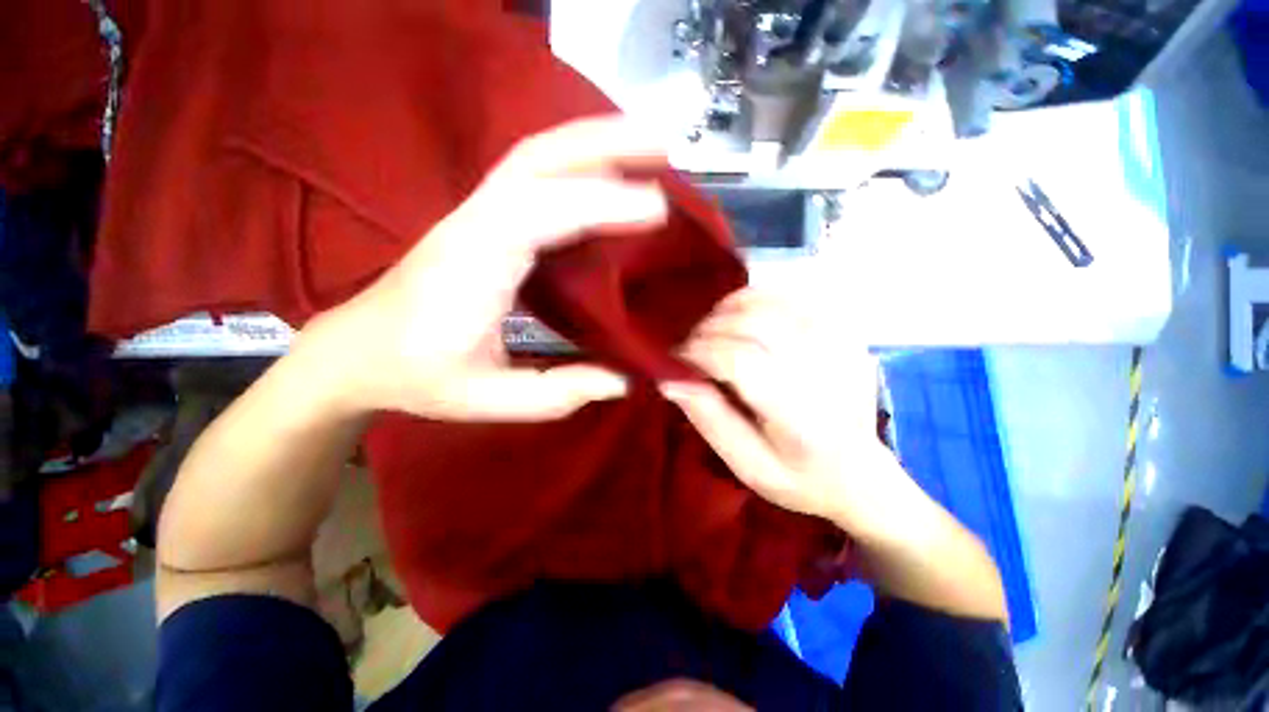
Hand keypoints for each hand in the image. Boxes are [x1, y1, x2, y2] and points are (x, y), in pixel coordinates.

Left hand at [309, 116, 669, 420]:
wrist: (358, 352)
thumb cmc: (418, 376)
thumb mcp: (487, 399)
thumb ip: (557, 392)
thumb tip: (622, 380)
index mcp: (473, 266)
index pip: (540, 213)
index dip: (600, 204)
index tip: (657, 208)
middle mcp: (474, 225)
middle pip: (537, 159)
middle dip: (603, 143)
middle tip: (662, 147)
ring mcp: (475, 215)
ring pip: (535, 157)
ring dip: (593, 143)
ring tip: (647, 147)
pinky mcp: (483, 220)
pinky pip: (534, 178)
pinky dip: (577, 165)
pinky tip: (607, 173)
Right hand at [661, 288, 912, 531]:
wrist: (861, 475)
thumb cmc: (799, 478)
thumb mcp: (746, 466)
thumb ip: (708, 419)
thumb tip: (670, 378)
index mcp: (802, 418)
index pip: (741, 361)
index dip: (701, 352)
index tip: (678, 358)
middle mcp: (826, 372)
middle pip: (755, 324)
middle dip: (710, 329)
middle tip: (692, 347)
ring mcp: (841, 345)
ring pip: (771, 302)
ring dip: (729, 309)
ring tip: (713, 330)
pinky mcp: (845, 331)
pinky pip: (791, 297)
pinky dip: (757, 299)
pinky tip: (743, 318)